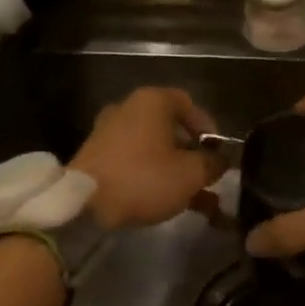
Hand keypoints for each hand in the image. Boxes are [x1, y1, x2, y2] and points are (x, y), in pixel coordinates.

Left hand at [69, 87, 223, 229]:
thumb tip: (221, 160)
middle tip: (207, 178)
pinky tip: (168, 202)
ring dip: (176, 170)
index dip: (209, 128)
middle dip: (193, 155)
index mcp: (152, 101)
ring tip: (195, 200)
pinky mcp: (97, 156)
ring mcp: (110, 132)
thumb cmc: (143, 178)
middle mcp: (129, 108)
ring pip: (154, 148)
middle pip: (171, 127)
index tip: (218, 154)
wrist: (84, 204)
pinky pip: (135, 161)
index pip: (189, 104)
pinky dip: (153, 176)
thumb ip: (212, 163)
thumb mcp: (190, 174)